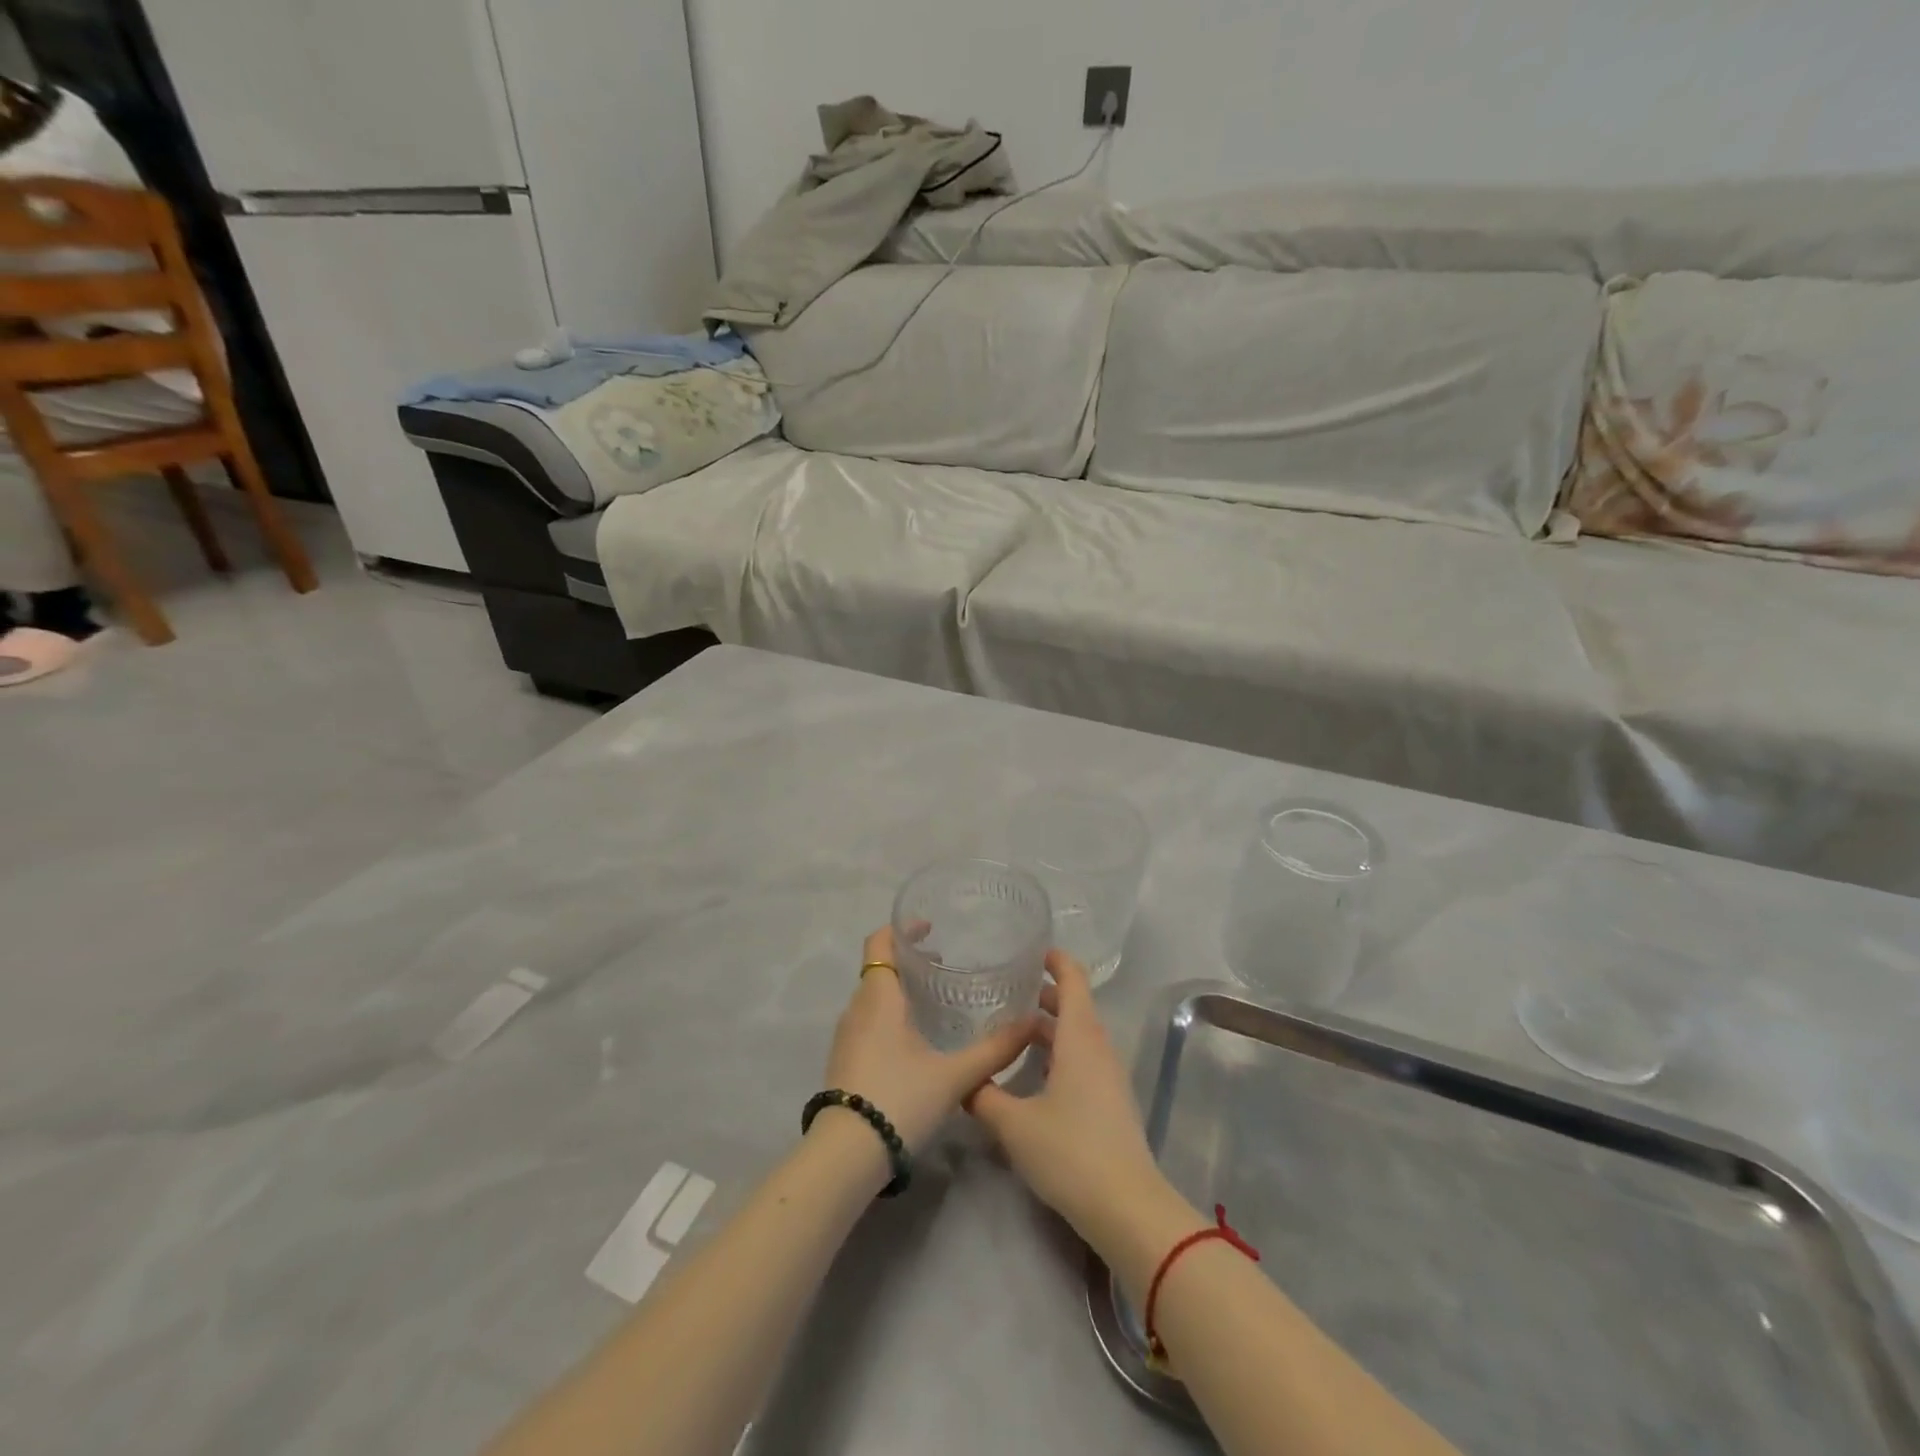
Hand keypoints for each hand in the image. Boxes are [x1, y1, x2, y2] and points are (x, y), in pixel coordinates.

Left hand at [820, 926, 1037, 1155]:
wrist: (845, 1155)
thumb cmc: (899, 1098)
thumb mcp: (954, 1075)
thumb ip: (994, 1049)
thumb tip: (1032, 1024)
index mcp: (879, 997)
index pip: (880, 942)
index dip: (902, 928)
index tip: (929, 928)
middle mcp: (857, 1008)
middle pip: (878, 967)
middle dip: (908, 960)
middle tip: (945, 963)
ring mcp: (846, 1035)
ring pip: (873, 996)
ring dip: (899, 988)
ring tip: (935, 1000)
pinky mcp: (844, 1059)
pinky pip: (868, 1020)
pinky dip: (890, 1014)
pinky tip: (915, 1038)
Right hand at [967, 950, 1169, 1244]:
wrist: (1128, 1209)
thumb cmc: (1070, 1152)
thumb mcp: (1014, 1125)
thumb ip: (984, 1097)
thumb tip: (964, 1081)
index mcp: (1079, 1038)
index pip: (1073, 980)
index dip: (1056, 960)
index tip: (1032, 951)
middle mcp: (1098, 1049)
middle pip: (1075, 1007)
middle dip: (1045, 995)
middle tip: (1008, 992)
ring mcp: (1109, 1077)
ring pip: (1078, 1036)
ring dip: (1050, 1027)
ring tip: (1013, 1031)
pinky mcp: (1111, 1103)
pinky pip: (1083, 1061)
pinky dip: (1059, 1053)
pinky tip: (1034, 1075)